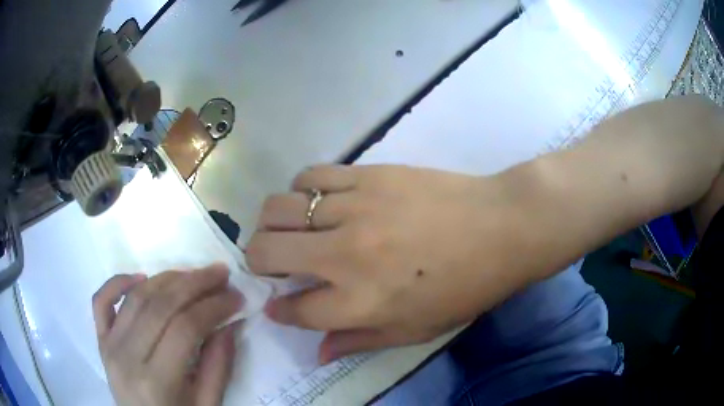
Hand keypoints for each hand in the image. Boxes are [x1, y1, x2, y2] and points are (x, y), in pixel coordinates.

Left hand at [92, 265, 243, 405]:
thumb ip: (218, 367)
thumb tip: (230, 324)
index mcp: (157, 382)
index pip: (185, 329)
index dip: (213, 307)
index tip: (236, 296)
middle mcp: (127, 357)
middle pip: (160, 306)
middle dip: (195, 284)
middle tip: (220, 273)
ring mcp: (109, 345)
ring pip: (136, 298)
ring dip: (166, 278)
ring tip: (193, 274)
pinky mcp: (100, 339)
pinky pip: (101, 301)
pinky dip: (117, 282)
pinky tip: (140, 277)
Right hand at [247, 165, 528, 362]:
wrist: (501, 228)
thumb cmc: (466, 287)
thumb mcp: (416, 331)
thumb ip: (359, 342)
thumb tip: (317, 353)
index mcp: (359, 302)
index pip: (295, 309)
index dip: (279, 309)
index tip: (276, 304)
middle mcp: (345, 256)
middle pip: (266, 251)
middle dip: (257, 261)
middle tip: (272, 263)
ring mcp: (354, 209)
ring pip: (279, 208)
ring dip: (272, 223)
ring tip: (290, 230)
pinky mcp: (368, 175)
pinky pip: (311, 176)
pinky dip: (301, 189)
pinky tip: (315, 200)